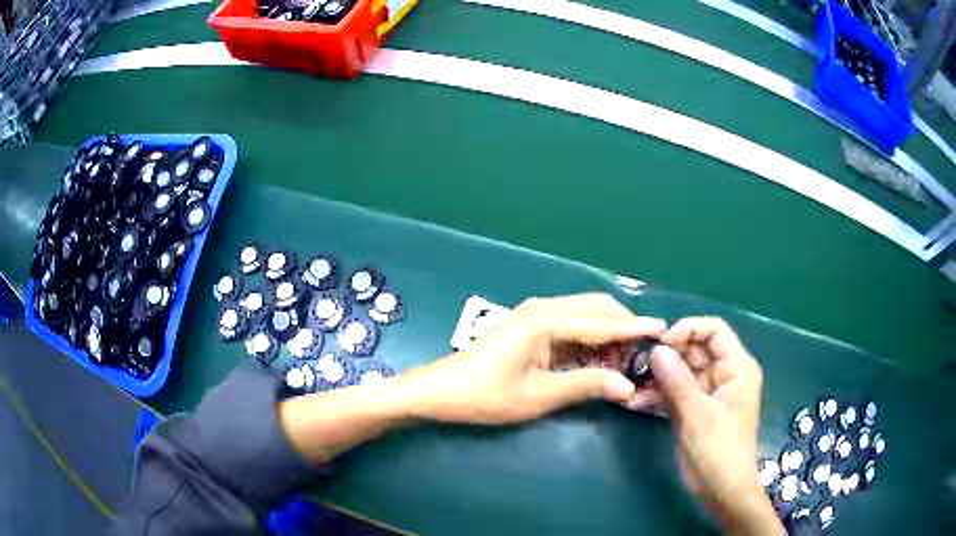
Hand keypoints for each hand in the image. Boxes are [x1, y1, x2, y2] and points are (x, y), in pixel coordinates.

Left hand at [400, 293, 666, 424]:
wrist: (442, 390)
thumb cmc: (487, 395)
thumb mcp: (540, 396)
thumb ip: (586, 386)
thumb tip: (627, 386)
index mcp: (547, 321)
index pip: (603, 322)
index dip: (635, 327)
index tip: (664, 329)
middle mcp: (545, 308)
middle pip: (597, 308)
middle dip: (623, 327)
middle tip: (642, 355)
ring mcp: (535, 314)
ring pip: (585, 314)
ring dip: (606, 333)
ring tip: (622, 363)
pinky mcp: (530, 325)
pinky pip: (570, 325)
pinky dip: (588, 339)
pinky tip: (595, 360)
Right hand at [652, 317, 782, 534]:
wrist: (721, 492)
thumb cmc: (719, 450)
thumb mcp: (698, 415)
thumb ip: (677, 381)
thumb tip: (656, 349)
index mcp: (737, 368)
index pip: (715, 331)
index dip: (688, 330)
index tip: (661, 344)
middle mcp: (724, 375)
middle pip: (695, 350)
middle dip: (667, 356)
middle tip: (637, 364)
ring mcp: (708, 394)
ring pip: (681, 373)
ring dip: (657, 378)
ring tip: (631, 386)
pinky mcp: (694, 411)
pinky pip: (675, 393)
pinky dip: (657, 396)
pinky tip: (635, 402)